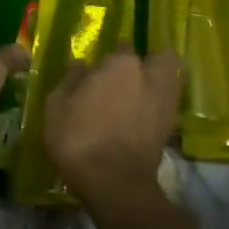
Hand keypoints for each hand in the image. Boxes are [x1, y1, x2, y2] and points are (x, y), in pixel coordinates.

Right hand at [43, 48, 181, 207]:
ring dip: (159, 80)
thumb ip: (71, 79)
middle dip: (151, 60)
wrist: (114, 183)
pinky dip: (158, 104)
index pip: (122, 45)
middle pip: (161, 57)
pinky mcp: (170, 127)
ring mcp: (165, 102)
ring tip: (139, 92)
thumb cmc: (80, 138)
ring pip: (170, 79)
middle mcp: (149, 76)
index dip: (113, 53)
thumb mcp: (58, 106)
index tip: (102, 64)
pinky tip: (141, 114)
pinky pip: (167, 104)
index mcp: (121, 64)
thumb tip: (81, 65)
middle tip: (130, 73)